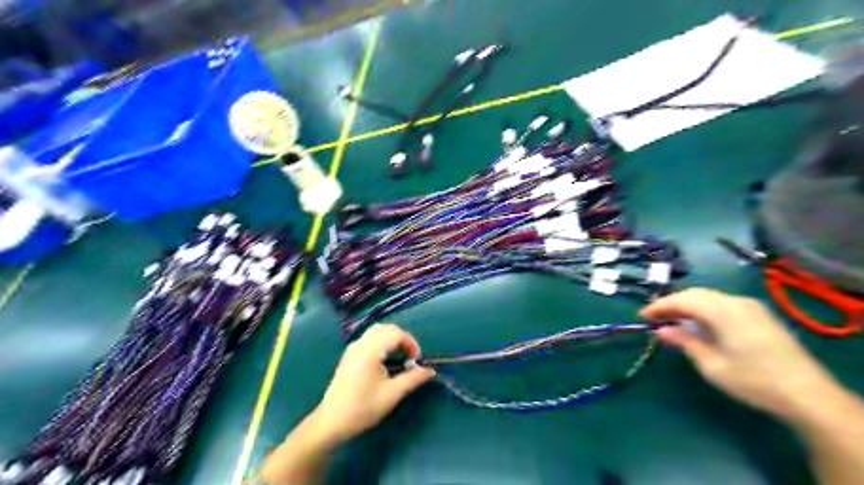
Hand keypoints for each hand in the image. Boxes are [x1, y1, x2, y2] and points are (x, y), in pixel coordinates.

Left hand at [313, 324, 435, 443]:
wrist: (331, 423)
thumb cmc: (362, 409)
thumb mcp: (391, 395)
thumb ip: (412, 379)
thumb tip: (429, 370)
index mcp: (370, 352)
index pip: (395, 334)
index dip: (411, 343)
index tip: (417, 360)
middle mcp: (360, 345)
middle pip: (386, 328)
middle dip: (402, 338)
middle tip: (411, 357)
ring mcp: (352, 348)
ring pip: (376, 331)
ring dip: (392, 338)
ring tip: (400, 357)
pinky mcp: (349, 355)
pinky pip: (369, 338)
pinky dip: (382, 342)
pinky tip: (385, 360)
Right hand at [641, 288, 844, 419]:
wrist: (808, 395)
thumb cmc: (753, 380)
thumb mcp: (711, 364)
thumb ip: (684, 342)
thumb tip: (661, 330)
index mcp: (723, 310)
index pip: (682, 299)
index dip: (659, 306)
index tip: (641, 316)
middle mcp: (736, 301)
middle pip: (695, 294)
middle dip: (672, 304)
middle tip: (655, 318)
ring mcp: (751, 307)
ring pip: (709, 297)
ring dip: (688, 306)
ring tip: (673, 321)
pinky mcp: (760, 316)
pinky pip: (722, 304)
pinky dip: (704, 309)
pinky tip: (699, 324)